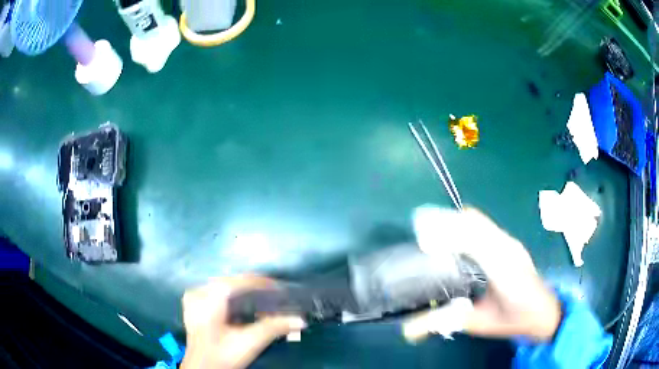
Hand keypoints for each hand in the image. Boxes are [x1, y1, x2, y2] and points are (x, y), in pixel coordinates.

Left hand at [181, 275, 305, 368]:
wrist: (201, 368)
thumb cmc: (223, 355)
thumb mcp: (249, 342)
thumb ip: (274, 328)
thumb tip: (300, 320)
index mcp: (210, 296)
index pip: (241, 280)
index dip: (263, 283)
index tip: (283, 290)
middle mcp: (200, 290)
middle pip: (233, 282)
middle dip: (256, 290)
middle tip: (276, 299)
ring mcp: (194, 296)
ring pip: (226, 287)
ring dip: (245, 294)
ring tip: (264, 302)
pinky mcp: (194, 304)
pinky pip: (218, 293)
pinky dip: (233, 299)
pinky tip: (244, 309)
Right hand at [403, 208, 560, 340]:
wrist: (545, 311)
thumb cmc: (515, 319)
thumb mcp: (481, 324)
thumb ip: (448, 321)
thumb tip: (409, 328)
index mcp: (502, 267)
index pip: (472, 238)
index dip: (446, 234)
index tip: (422, 241)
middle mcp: (507, 247)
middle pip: (473, 221)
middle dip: (444, 222)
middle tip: (420, 233)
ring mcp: (510, 242)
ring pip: (478, 220)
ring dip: (453, 222)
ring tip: (432, 234)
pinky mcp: (509, 243)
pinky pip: (483, 226)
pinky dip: (463, 226)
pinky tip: (453, 240)